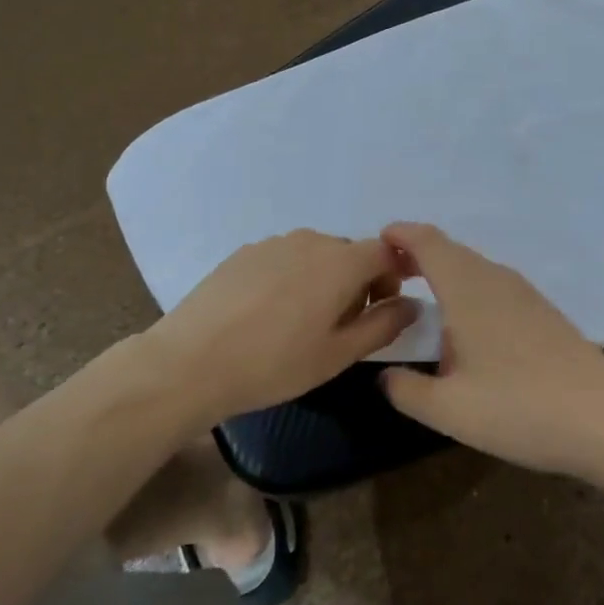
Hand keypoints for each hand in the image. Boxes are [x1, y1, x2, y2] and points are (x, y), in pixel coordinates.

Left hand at [142, 231, 417, 426]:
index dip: (394, 276)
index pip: (386, 252)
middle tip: (344, 325)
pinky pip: (284, 258)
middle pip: (350, 253)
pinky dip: (292, 277)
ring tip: (303, 321)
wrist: (190, 362)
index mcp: (341, 262)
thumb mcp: (338, 354)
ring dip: (324, 279)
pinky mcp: (244, 252)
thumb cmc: (274, 364)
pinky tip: (269, 313)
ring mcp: (273, 243)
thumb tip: (412, 305)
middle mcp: (311, 240)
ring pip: (316, 255)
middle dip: (359, 282)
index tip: (385, 308)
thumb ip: (383, 325)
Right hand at [377, 223, 603, 473]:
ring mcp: (522, 292)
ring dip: (443, 272)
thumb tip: (384, 375)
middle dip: (416, 255)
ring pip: (472, 267)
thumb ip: (406, 390)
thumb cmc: (518, 407)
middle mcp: (494, 278)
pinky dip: (467, 289)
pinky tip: (465, 326)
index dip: (399, 235)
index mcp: (466, 287)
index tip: (375, 246)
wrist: (603, 418)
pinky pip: (492, 284)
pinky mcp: (541, 310)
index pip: (426, 241)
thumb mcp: (449, 409)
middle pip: (449, 250)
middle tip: (388, 277)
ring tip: (421, 299)